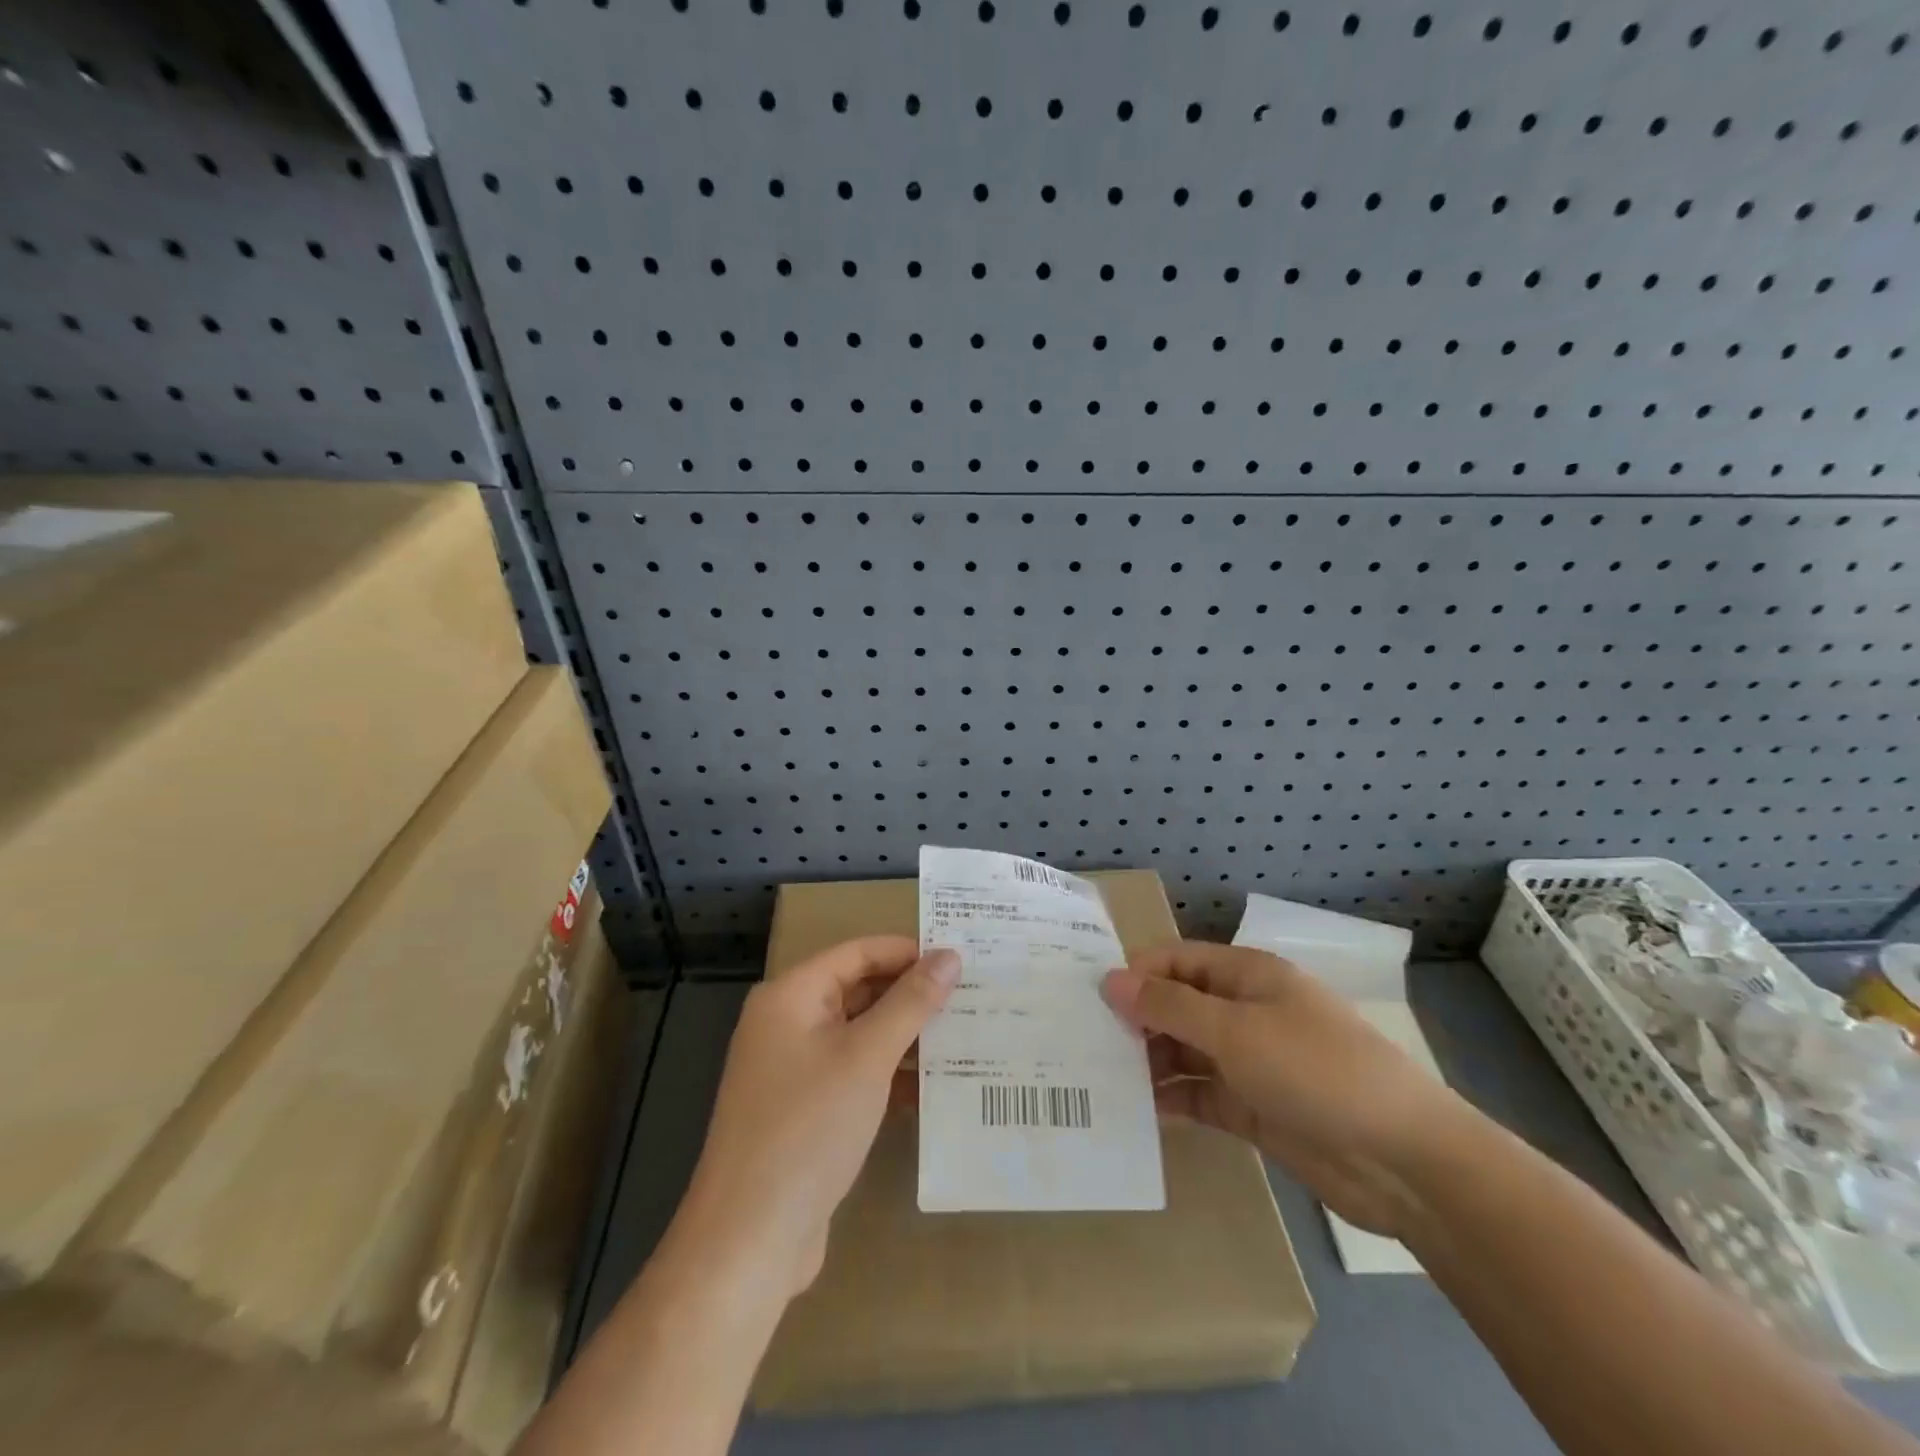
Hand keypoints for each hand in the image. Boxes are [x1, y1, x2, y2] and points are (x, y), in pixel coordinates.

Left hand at [678, 936, 959, 1296]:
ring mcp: (793, 1070)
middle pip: (857, 991)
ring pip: (859, 1034)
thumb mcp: (867, 1057)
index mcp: (790, 996)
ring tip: (964, 1033)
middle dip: (910, 993)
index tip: (958, 958)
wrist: (749, 1239)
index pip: (857, 953)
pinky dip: (889, 1072)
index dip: (907, 952)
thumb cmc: (807, 1129)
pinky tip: (934, 1084)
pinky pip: (853, 1073)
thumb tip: (949, 955)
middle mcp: (787, 1024)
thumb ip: (911, 1003)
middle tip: (970, 995)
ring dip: (905, 1035)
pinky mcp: (804, 1110)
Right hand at [1102, 942, 1468, 1239]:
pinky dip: (1173, 1099)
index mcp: (1246, 975)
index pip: (1177, 960)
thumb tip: (1110, 980)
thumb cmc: (1314, 1070)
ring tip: (1101, 1078)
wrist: (1404, 1161)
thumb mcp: (1234, 1030)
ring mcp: (1251, 1062)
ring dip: (1149, 1062)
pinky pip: (1201, 1094)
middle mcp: (1245, 1012)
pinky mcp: (1255, 1109)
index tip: (1091, 999)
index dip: (1136, 973)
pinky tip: (1138, 1111)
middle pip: (1178, 1005)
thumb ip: (1168, 1006)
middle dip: (1136, 1020)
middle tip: (1085, 1043)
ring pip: (1185, 1051)